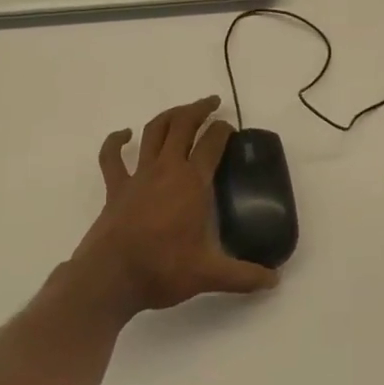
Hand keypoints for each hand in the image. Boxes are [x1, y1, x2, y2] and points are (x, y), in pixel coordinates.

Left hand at [72, 96, 278, 316]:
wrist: (110, 278)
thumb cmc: (162, 269)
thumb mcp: (209, 275)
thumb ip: (243, 276)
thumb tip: (273, 281)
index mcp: (192, 182)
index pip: (212, 143)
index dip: (223, 130)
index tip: (231, 128)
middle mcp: (167, 169)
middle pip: (183, 125)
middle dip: (199, 109)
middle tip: (212, 103)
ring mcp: (138, 175)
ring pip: (153, 132)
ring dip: (168, 116)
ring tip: (181, 111)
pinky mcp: (116, 188)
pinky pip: (112, 157)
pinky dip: (116, 141)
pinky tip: (124, 134)